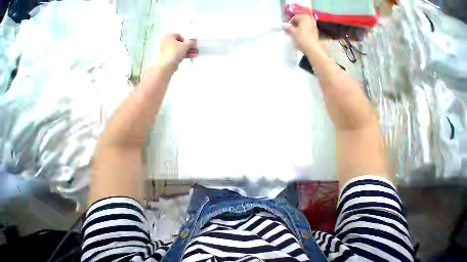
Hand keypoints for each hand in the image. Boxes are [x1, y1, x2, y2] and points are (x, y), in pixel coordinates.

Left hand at [157, 33, 198, 68]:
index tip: (192, 44)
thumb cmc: (174, 52)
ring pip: (180, 49)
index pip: (180, 35)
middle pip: (180, 43)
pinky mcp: (170, 56)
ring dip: (188, 51)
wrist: (167, 64)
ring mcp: (168, 49)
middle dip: (189, 47)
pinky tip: (191, 56)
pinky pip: (178, 53)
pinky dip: (184, 54)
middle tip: (195, 50)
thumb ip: (190, 43)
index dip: (187, 40)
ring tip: (195, 54)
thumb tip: (194, 40)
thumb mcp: (184, 46)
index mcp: (169, 35)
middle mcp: (167, 40)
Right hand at [286, 14, 318, 52]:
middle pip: (300, 20)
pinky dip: (303, 30)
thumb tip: (285, 26)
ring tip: (295, 34)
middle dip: (295, 25)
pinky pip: (307, 28)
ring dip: (299, 28)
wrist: (311, 46)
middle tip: (290, 32)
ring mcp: (313, 23)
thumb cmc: (301, 38)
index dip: (289, 23)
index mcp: (304, 17)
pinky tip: (301, 36)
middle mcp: (310, 18)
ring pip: (304, 24)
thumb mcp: (293, 33)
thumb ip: (289, 28)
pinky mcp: (315, 29)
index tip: (286, 29)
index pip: (295, 17)